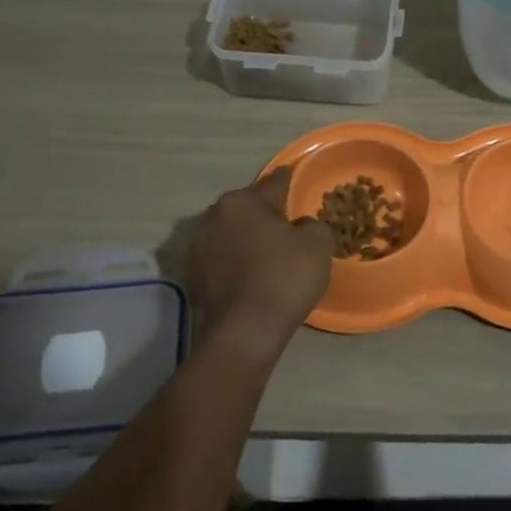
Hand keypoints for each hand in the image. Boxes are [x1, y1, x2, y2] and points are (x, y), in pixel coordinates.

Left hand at [186, 169, 333, 366]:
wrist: (245, 332)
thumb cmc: (284, 278)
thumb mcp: (318, 244)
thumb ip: (312, 224)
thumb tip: (300, 227)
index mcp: (243, 201)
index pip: (274, 182)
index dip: (291, 181)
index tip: (297, 178)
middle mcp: (214, 216)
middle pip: (248, 207)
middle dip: (266, 213)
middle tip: (288, 226)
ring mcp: (198, 247)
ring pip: (232, 233)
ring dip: (247, 238)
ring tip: (269, 254)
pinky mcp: (192, 276)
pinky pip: (221, 259)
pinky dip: (235, 262)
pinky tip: (252, 276)